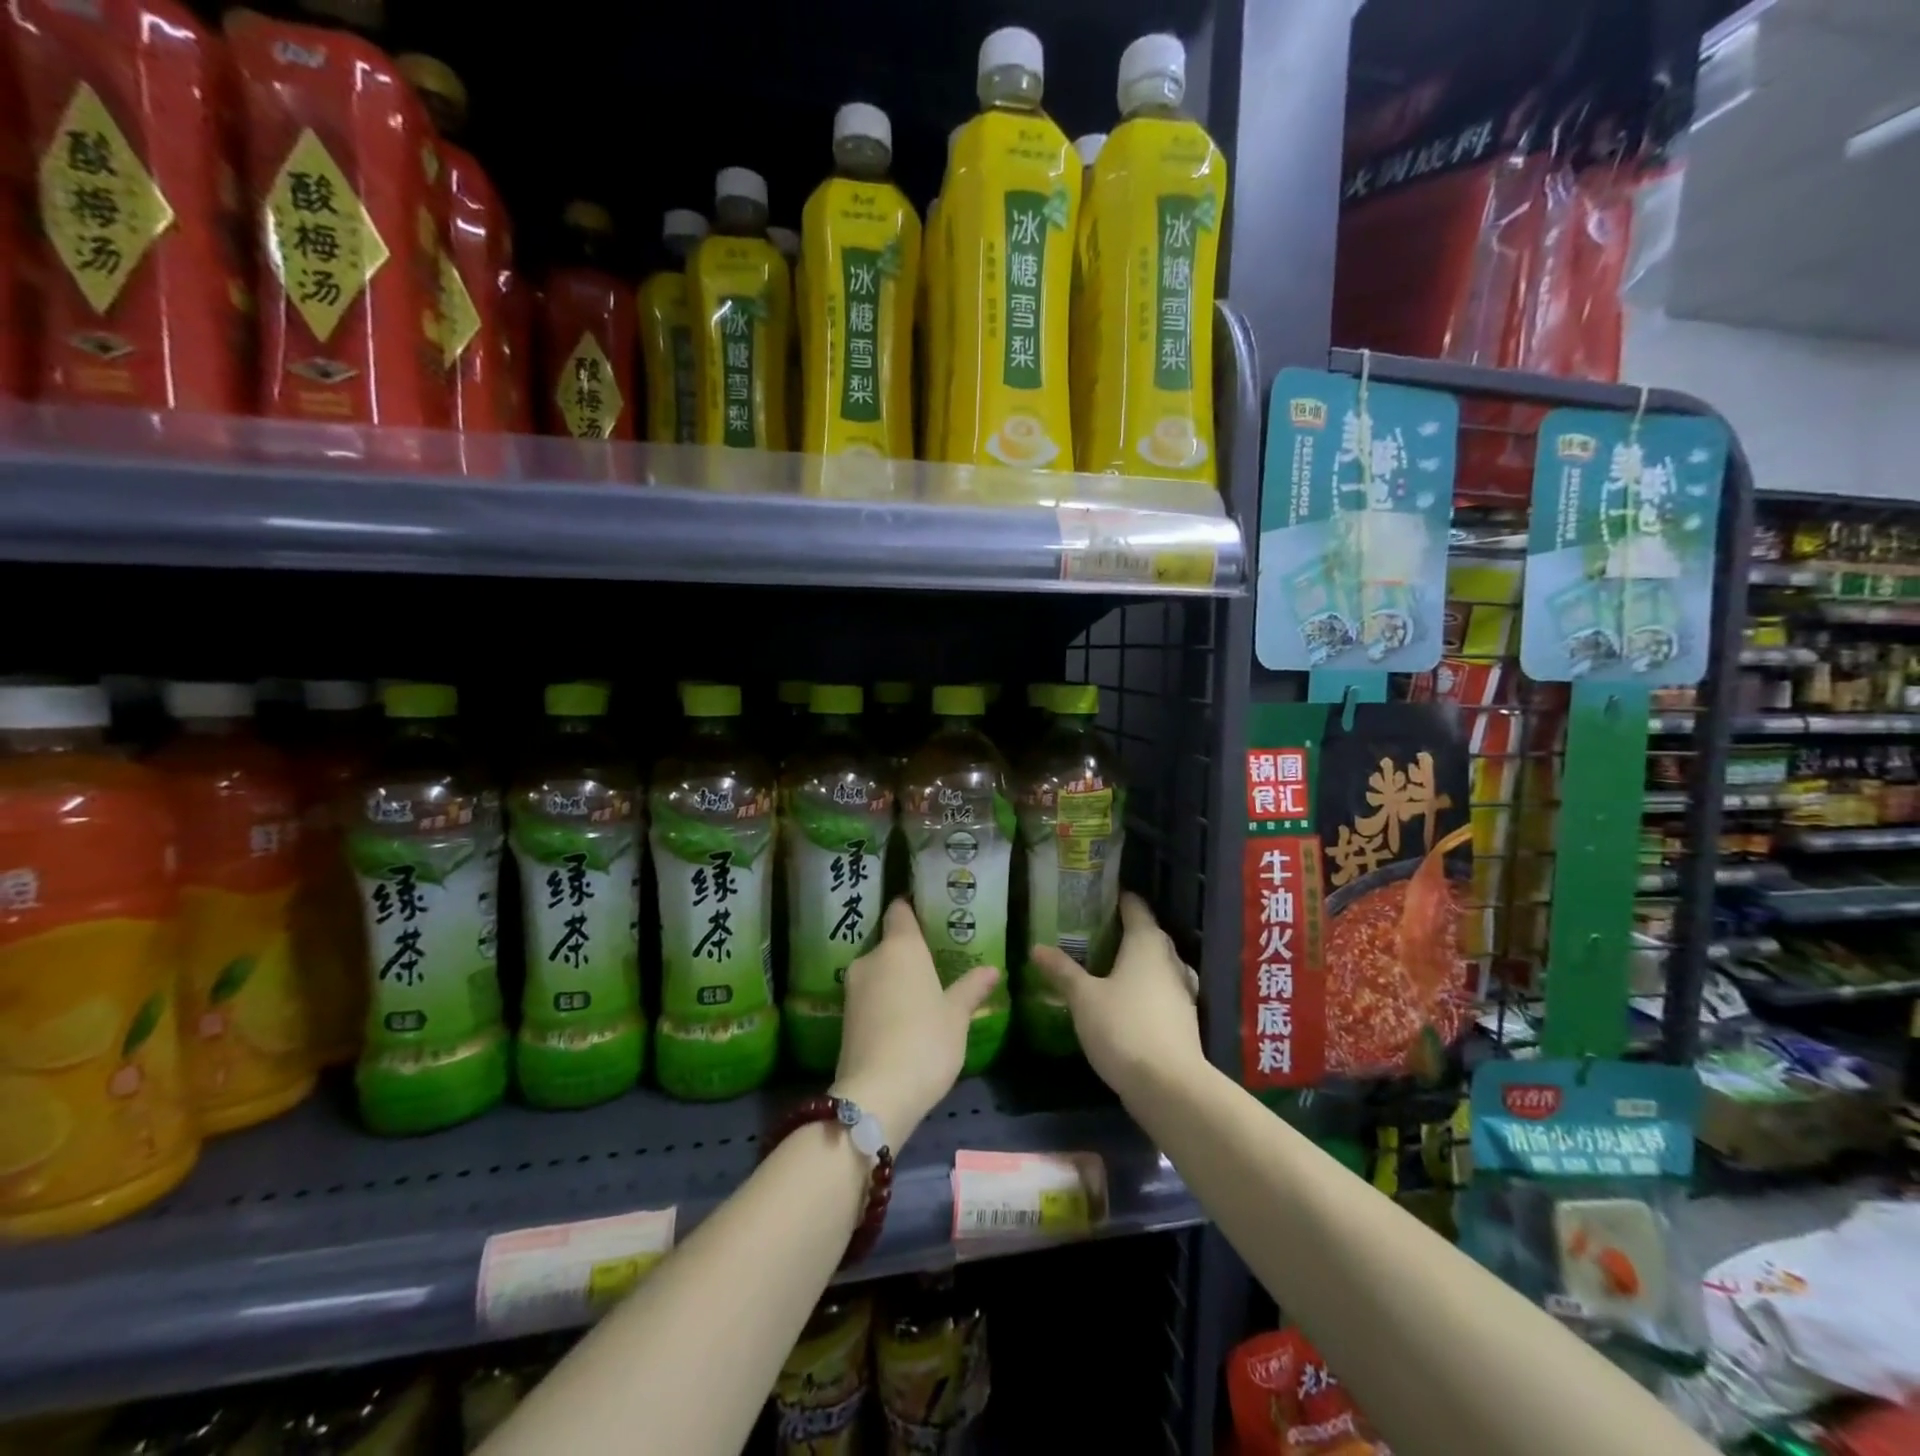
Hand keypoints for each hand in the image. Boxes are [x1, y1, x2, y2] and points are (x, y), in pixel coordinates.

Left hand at [832, 898, 999, 1148]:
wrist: (876, 1095)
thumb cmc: (924, 1042)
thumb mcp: (956, 1016)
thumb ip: (970, 988)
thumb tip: (991, 969)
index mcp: (900, 947)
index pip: (900, 910)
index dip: (912, 908)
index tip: (930, 912)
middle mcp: (871, 958)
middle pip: (890, 942)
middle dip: (909, 951)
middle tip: (938, 962)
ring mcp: (852, 988)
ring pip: (879, 971)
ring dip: (897, 978)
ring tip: (924, 992)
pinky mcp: (844, 1017)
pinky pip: (870, 995)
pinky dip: (885, 1000)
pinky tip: (904, 1018)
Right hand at [1030, 893, 1204, 1103]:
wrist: (1170, 1086)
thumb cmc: (1123, 1028)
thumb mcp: (1083, 998)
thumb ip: (1062, 971)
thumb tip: (1036, 947)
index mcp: (1146, 943)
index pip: (1134, 907)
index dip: (1116, 897)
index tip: (1093, 895)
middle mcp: (1169, 959)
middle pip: (1147, 933)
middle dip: (1122, 928)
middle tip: (1090, 929)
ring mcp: (1180, 990)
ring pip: (1156, 962)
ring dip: (1134, 959)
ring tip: (1102, 962)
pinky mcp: (1182, 1018)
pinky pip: (1160, 988)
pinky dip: (1142, 985)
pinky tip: (1122, 997)